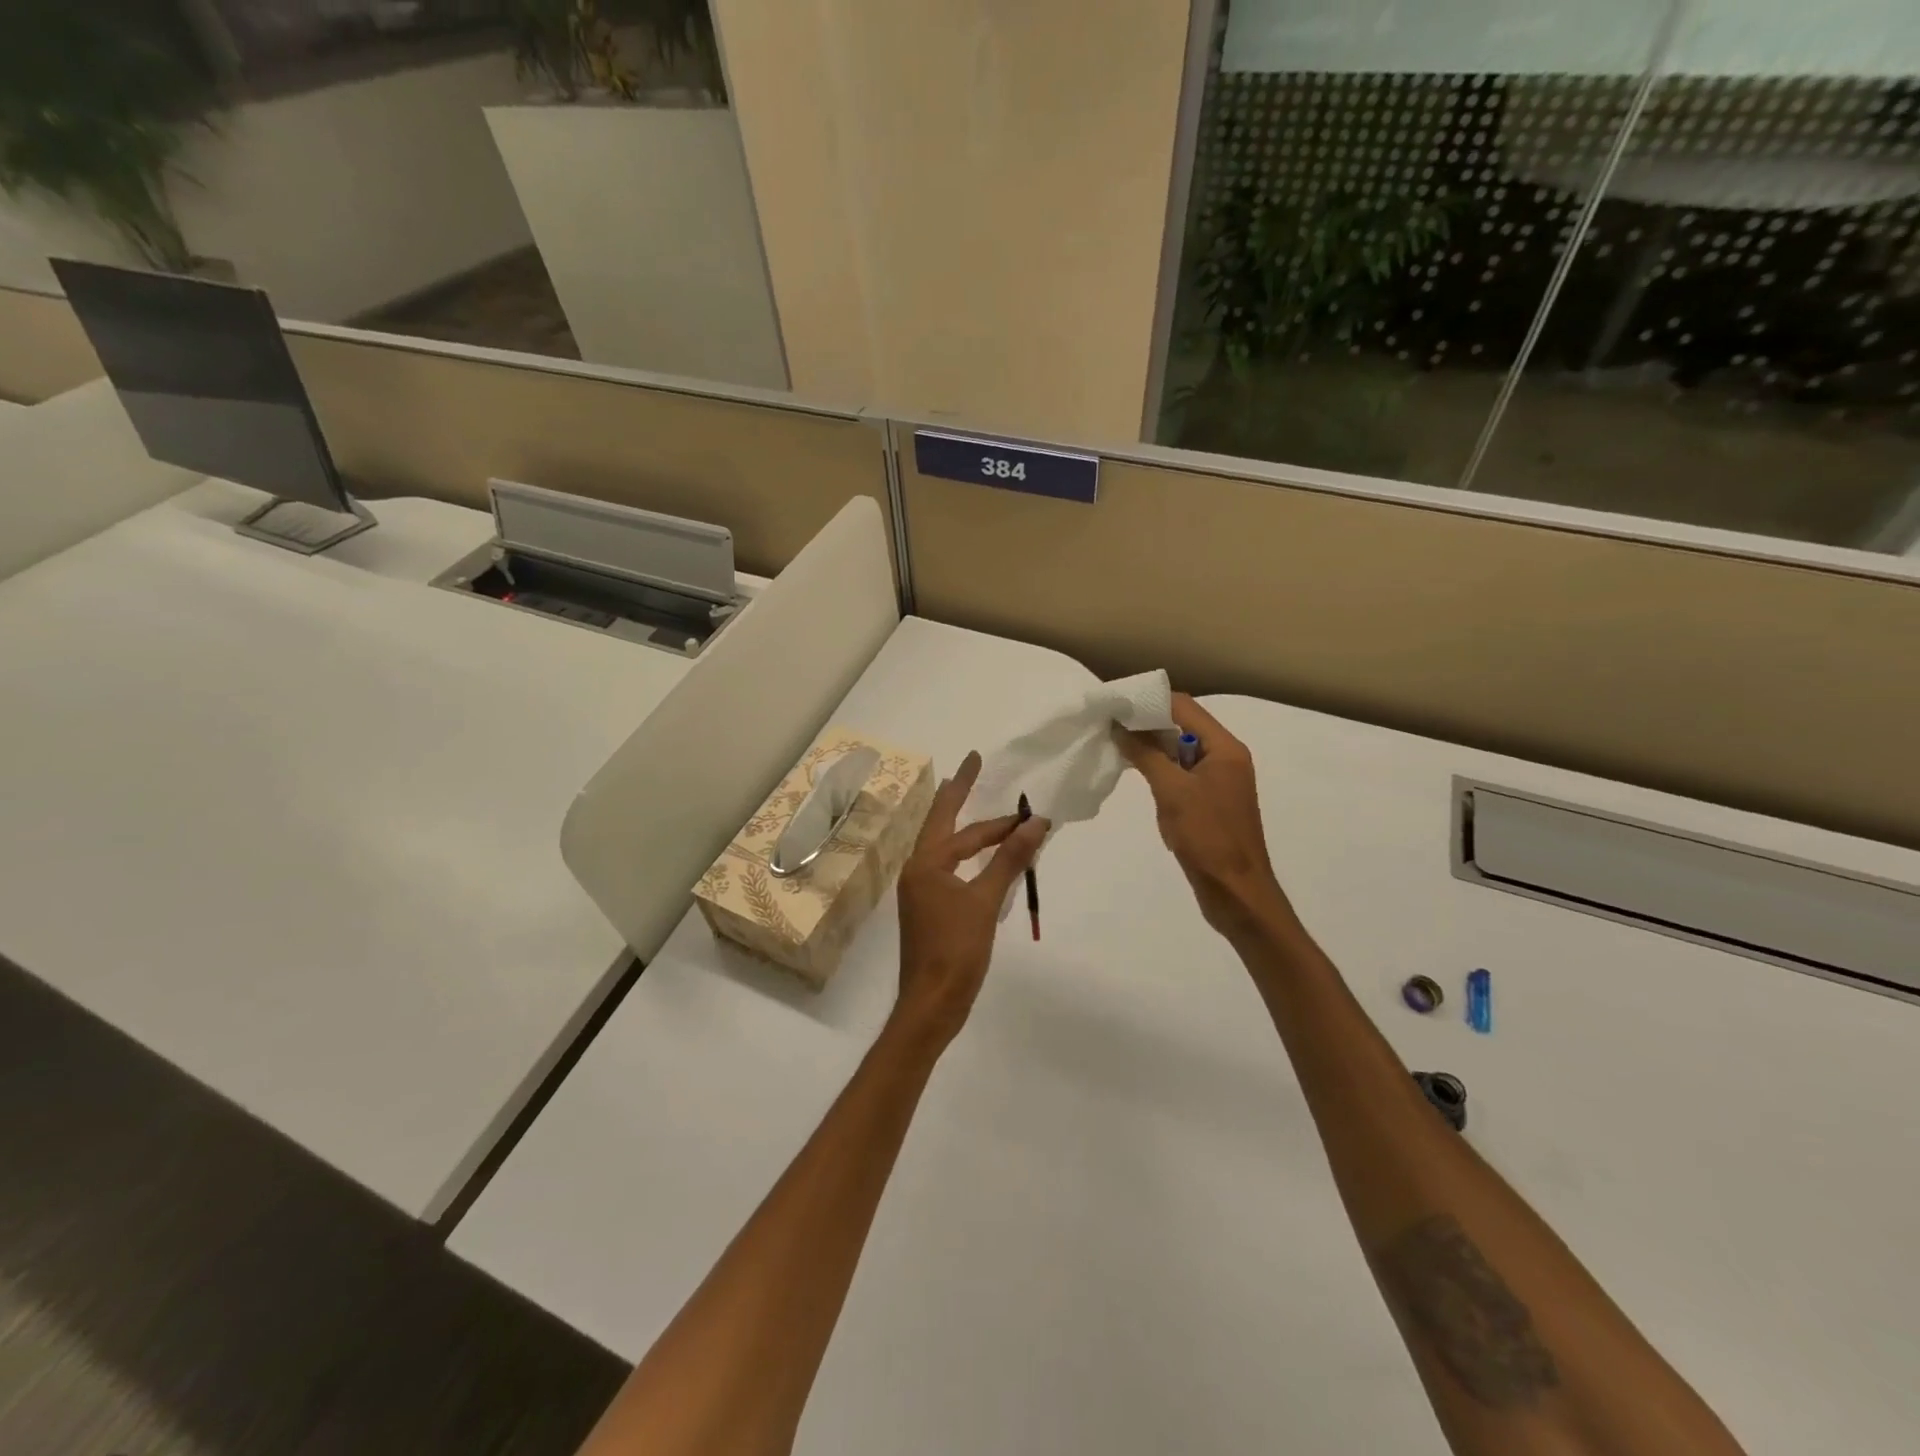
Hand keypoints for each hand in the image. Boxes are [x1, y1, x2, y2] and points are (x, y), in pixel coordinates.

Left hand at [892, 750, 1048, 1049]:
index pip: (956, 820)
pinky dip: (971, 858)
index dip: (976, 796)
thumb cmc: (956, 950)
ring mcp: (922, 891)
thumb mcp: (985, 901)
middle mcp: (918, 870)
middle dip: (967, 803)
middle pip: (945, 827)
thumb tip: (1035, 822)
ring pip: (948, 850)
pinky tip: (985, 860)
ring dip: (971, 833)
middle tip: (984, 775)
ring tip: (989, 813)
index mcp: (925, 863)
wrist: (931, 1004)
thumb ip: (1010, 859)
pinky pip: (952, 870)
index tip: (986, 768)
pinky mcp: (930, 909)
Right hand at [1115, 695, 1291, 941]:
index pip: (1184, 707)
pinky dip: (1159, 770)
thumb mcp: (1173, 792)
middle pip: (1182, 726)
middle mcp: (1225, 758)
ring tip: (1114, 745)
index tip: (1114, 703)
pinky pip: (1181, 775)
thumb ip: (1146, 754)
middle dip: (1146, 723)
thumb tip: (1119, 725)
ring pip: (1179, 751)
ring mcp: (1218, 782)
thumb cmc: (1208, 838)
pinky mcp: (1209, 803)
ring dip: (1150, 747)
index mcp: (1225, 749)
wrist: (1236, 893)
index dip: (1148, 701)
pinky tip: (1136, 775)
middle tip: (1108, 723)